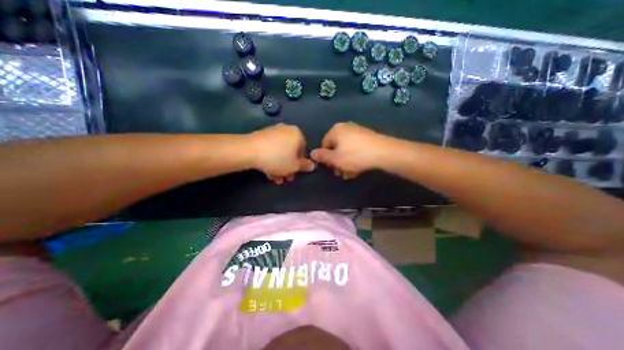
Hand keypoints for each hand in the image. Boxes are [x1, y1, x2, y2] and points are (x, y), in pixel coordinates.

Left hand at [249, 123, 316, 184]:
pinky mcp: (261, 135)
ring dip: (279, 166)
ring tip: (275, 178)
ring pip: (280, 152)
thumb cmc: (277, 158)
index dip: (300, 164)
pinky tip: (267, 171)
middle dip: (288, 167)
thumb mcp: (295, 166)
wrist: (249, 151)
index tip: (295, 173)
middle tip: (285, 178)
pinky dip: (271, 159)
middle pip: (291, 152)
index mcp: (297, 134)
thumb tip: (312, 166)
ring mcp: (273, 132)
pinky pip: (271, 149)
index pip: (303, 150)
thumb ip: (305, 166)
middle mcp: (286, 130)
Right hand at [309, 121, 387, 177]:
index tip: (331, 168)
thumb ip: (322, 156)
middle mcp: (346, 128)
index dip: (326, 158)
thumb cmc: (355, 155)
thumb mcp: (335, 159)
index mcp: (336, 130)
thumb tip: (312, 153)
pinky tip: (358, 169)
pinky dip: (354, 158)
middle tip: (340, 173)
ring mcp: (358, 132)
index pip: (324, 144)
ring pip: (347, 150)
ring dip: (346, 163)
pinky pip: (356, 148)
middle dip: (337, 162)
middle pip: (336, 147)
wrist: (383, 152)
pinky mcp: (367, 137)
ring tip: (350, 174)